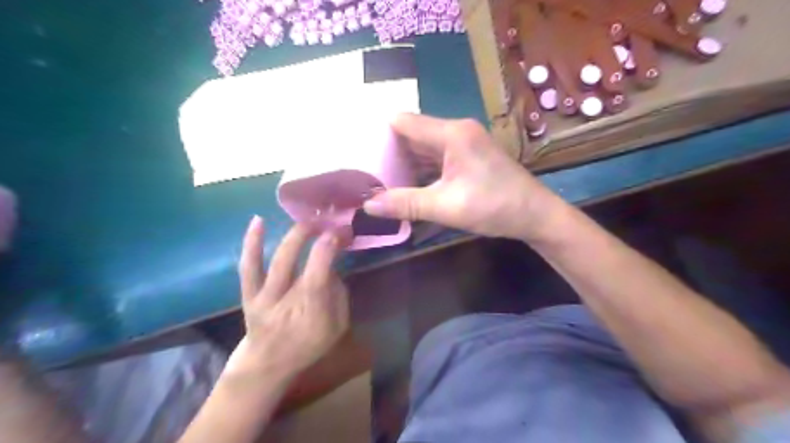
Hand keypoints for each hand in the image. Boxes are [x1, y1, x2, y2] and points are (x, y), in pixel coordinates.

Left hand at [228, 217, 351, 378]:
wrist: (267, 364)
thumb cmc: (307, 345)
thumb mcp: (337, 328)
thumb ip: (339, 296)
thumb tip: (332, 267)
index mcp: (311, 313)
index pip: (318, 274)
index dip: (328, 247)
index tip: (340, 232)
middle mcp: (285, 303)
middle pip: (295, 264)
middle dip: (313, 236)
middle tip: (327, 223)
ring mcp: (263, 298)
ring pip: (276, 262)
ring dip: (292, 236)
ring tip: (307, 220)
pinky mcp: (248, 294)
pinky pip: (248, 267)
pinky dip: (252, 243)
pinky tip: (257, 221)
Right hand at [364, 115, 561, 237]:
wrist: (536, 215)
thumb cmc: (494, 207)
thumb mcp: (445, 207)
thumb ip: (405, 203)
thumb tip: (368, 205)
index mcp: (451, 133)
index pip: (403, 122)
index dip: (380, 135)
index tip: (360, 154)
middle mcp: (456, 131)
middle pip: (412, 133)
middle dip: (389, 152)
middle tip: (365, 171)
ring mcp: (464, 143)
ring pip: (424, 147)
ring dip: (404, 163)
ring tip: (379, 179)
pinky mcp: (468, 157)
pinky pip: (436, 158)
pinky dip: (420, 169)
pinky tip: (406, 185)